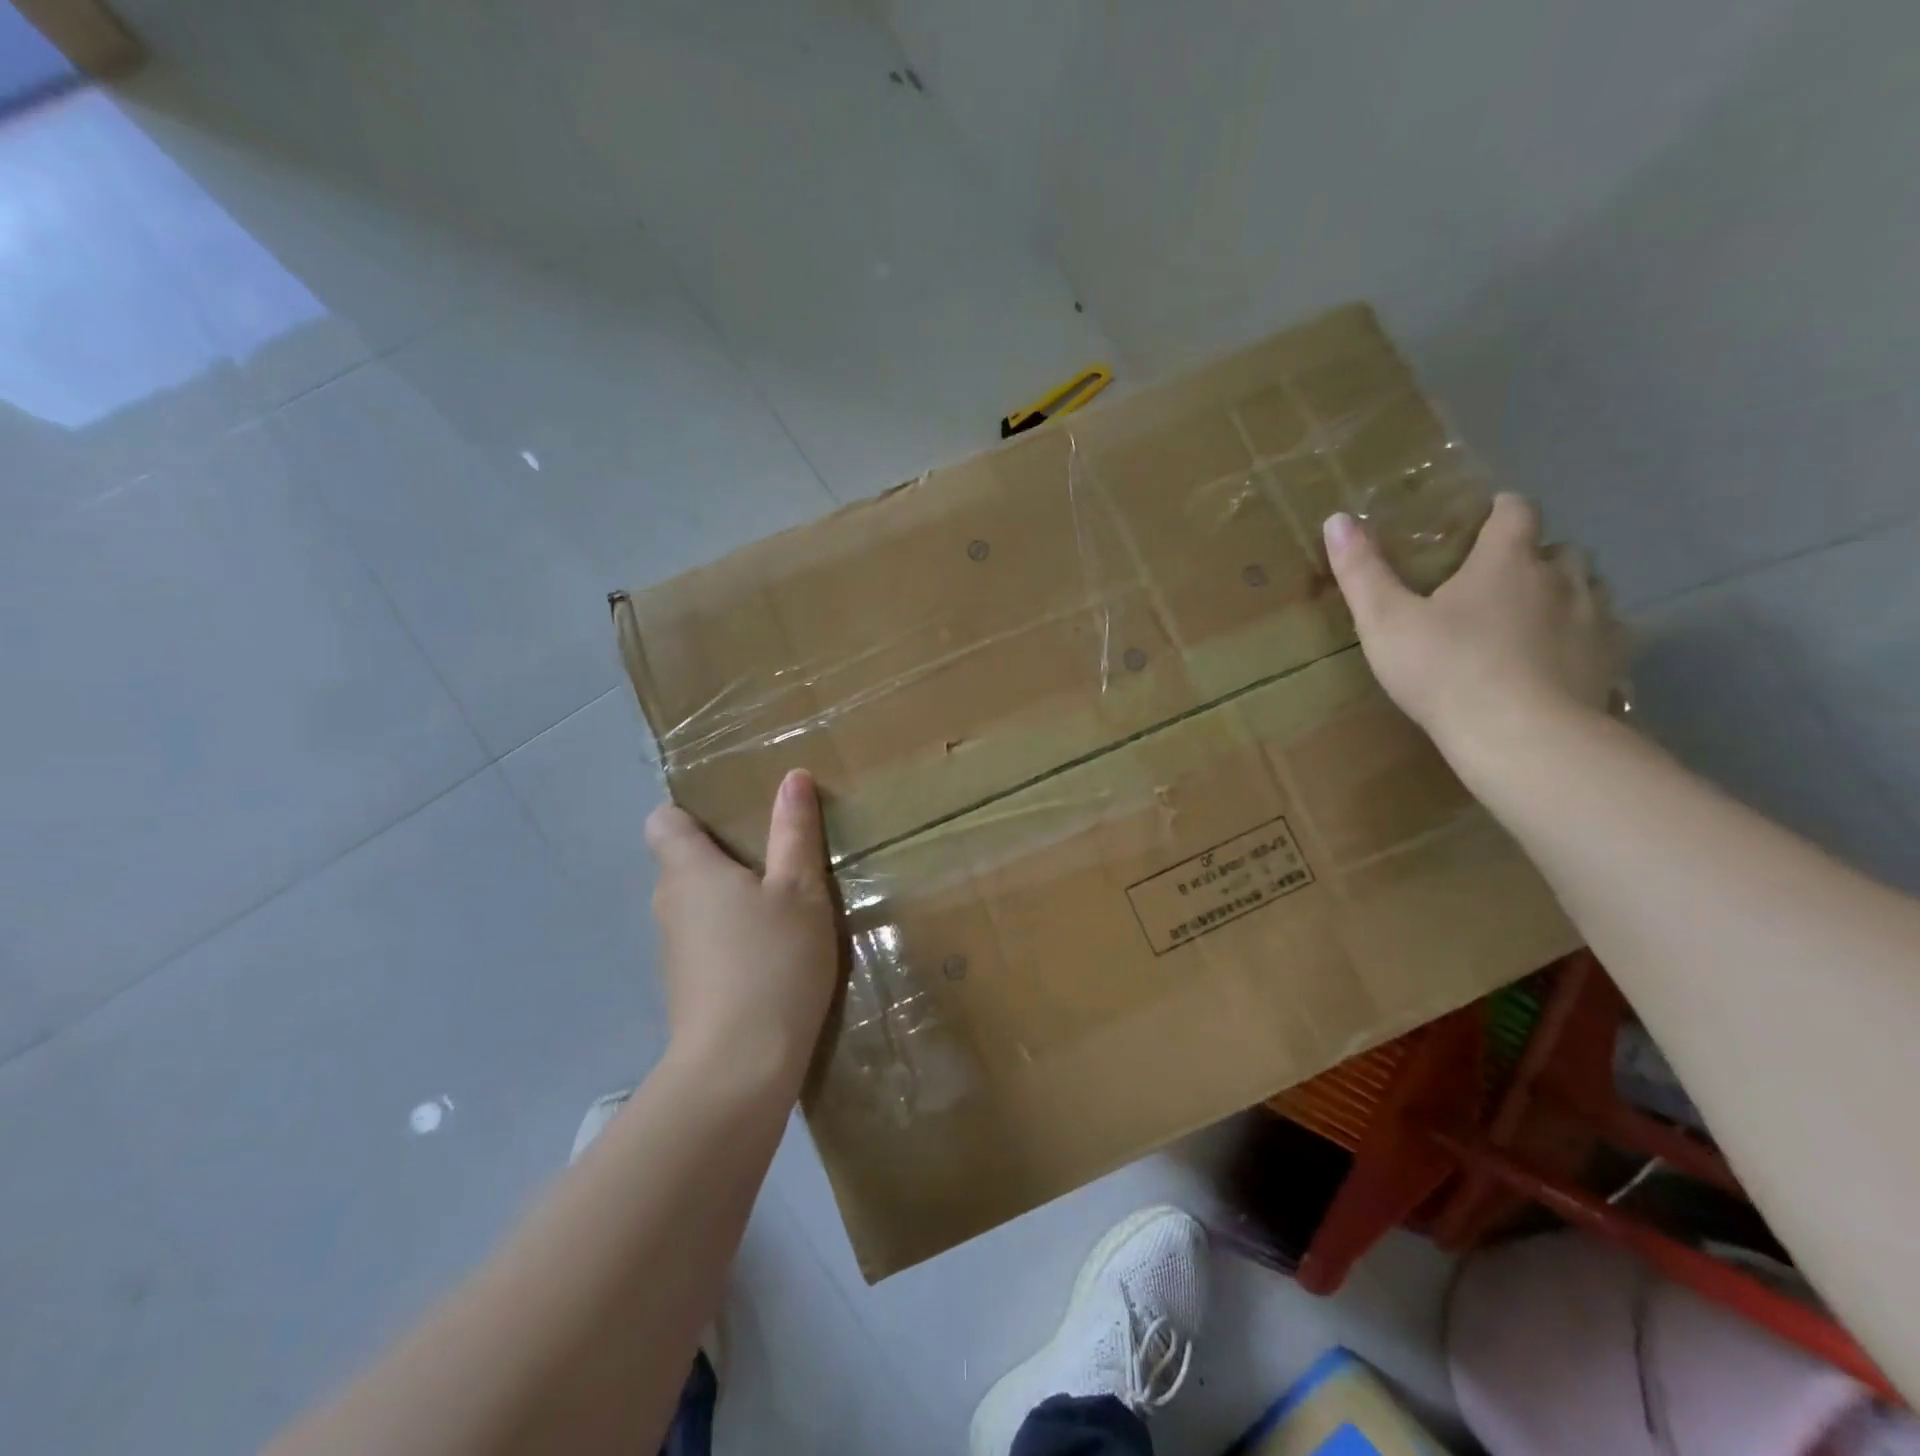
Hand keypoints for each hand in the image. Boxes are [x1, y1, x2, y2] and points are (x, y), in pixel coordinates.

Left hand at [644, 770, 840, 1091]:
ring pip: (698, 906)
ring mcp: (674, 951)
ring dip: (731, 901)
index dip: (692, 815)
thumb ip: (794, 833)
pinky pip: (706, 942)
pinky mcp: (687, 987)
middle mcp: (669, 904)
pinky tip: (772, 955)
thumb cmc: (773, 962)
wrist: (739, 1068)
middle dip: (725, 857)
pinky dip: (731, 939)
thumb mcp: (799, 891)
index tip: (737, 821)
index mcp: (690, 870)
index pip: (664, 822)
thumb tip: (791, 777)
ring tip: (782, 906)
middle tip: (778, 859)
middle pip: (684, 864)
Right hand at [1323, 493, 1625, 751]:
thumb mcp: (1384, 622)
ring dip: (1563, 593)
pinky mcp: (1611, 660)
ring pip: (1589, 587)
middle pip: (1558, 549)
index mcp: (1505, 561)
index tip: (1483, 520)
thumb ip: (1362, 571)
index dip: (1500, 510)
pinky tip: (1561, 660)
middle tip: (1497, 582)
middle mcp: (1559, 578)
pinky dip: (1585, 636)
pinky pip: (1606, 633)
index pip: (1515, 511)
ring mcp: (1594, 619)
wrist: (1520, 736)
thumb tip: (1337, 519)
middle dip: (1533, 557)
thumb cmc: (1444, 670)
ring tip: (1531, 619)